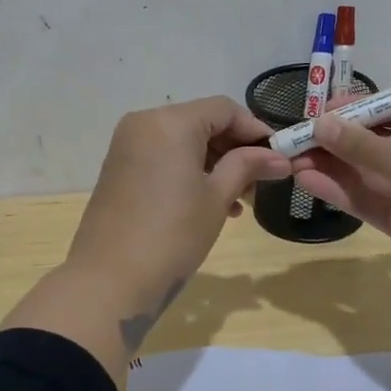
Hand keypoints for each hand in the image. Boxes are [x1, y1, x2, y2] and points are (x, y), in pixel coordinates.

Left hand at [66, 96, 290, 348]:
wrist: (110, 280)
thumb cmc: (172, 234)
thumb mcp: (216, 198)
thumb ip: (247, 167)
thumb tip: (280, 158)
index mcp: (170, 122)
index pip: (224, 109)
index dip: (255, 130)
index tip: (278, 157)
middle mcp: (144, 122)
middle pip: (202, 122)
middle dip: (234, 149)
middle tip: (259, 183)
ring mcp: (127, 146)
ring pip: (182, 141)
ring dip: (214, 164)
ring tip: (238, 201)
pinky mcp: (118, 168)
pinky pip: (162, 157)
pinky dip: (188, 171)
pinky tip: (209, 203)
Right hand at [289, 105, 390, 314]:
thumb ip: (362, 144)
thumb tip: (322, 123)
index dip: (357, 110)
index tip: (318, 111)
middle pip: (377, 142)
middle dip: (338, 140)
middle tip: (296, 138)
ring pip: (369, 174)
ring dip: (333, 166)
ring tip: (292, 160)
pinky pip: (369, 201)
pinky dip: (341, 192)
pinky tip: (308, 182)